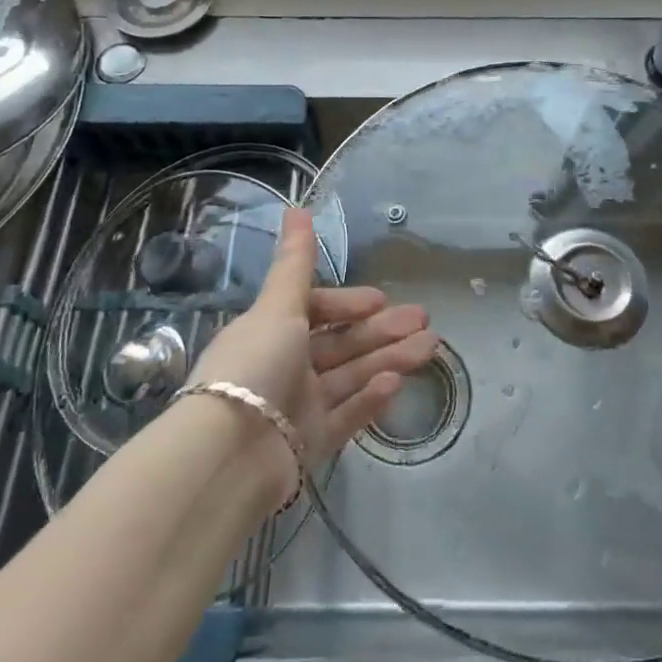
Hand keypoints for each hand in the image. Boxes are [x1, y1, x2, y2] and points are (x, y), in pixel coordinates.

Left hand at [189, 208, 439, 493]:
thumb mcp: (277, 307)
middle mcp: (286, 366)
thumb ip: (295, 262)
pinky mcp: (312, 442)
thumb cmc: (255, 365)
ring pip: (352, 376)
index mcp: (272, 332)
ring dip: (389, 359)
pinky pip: (348, 415)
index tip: (380, 300)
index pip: (317, 311)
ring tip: (431, 347)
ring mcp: (300, 406)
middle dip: (382, 330)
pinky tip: (398, 383)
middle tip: (425, 320)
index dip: (349, 303)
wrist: (230, 453)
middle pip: (342, 344)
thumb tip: (296, 207)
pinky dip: (371, 398)